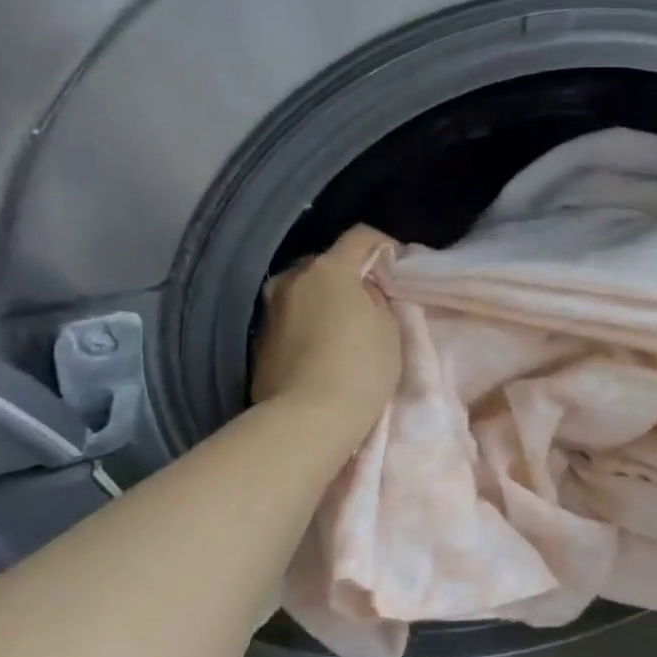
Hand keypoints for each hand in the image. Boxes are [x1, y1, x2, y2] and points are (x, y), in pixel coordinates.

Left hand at [249, 227, 401, 451]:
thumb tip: (364, 291)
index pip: (360, 236)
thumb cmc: (361, 368)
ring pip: (304, 291)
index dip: (384, 245)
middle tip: (371, 299)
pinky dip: (307, 324)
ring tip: (344, 326)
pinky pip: (291, 319)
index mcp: (328, 269)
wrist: (308, 420)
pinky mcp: (258, 341)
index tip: (398, 264)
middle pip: (326, 263)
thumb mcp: (389, 328)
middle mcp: (292, 279)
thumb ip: (377, 298)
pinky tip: (322, 348)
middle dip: (349, 275)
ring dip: (324, 300)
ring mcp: (270, 310)